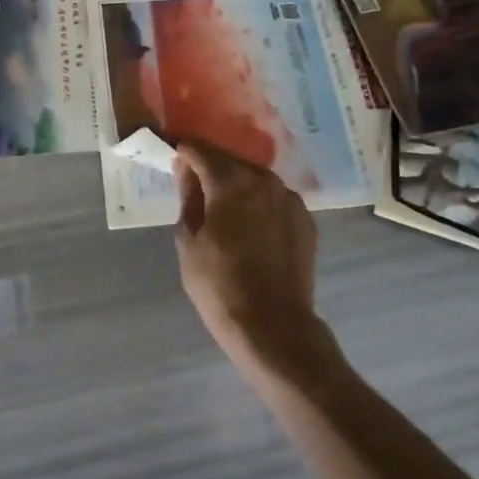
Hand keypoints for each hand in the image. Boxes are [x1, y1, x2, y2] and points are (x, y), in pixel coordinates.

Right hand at [173, 144, 336, 391]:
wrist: (274, 327)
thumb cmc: (220, 286)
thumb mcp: (189, 241)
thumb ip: (188, 198)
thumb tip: (186, 171)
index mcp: (230, 181)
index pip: (200, 150)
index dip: (184, 150)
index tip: (172, 156)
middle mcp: (263, 179)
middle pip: (230, 160)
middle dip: (210, 167)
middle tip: (194, 184)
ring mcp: (289, 198)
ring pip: (255, 178)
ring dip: (237, 184)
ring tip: (224, 206)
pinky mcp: (305, 219)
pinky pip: (275, 199)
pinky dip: (260, 203)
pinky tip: (251, 225)